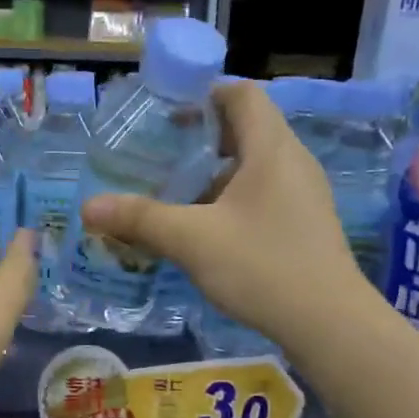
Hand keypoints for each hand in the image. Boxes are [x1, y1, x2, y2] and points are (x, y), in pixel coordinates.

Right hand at [79, 81, 368, 352]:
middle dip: (202, 138)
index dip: (204, 94)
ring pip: (254, 166)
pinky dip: (233, 199)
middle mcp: (293, 162)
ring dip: (215, 174)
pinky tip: (207, 230)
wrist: (329, 323)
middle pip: (247, 129)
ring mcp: (304, 195)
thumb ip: (140, 219)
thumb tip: (88, 208)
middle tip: (161, 155)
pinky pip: (264, 194)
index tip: (167, 113)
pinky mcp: (305, 224)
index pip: (241, 94)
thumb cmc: (262, 265)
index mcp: (271, 148)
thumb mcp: (192, 240)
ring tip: (177, 194)